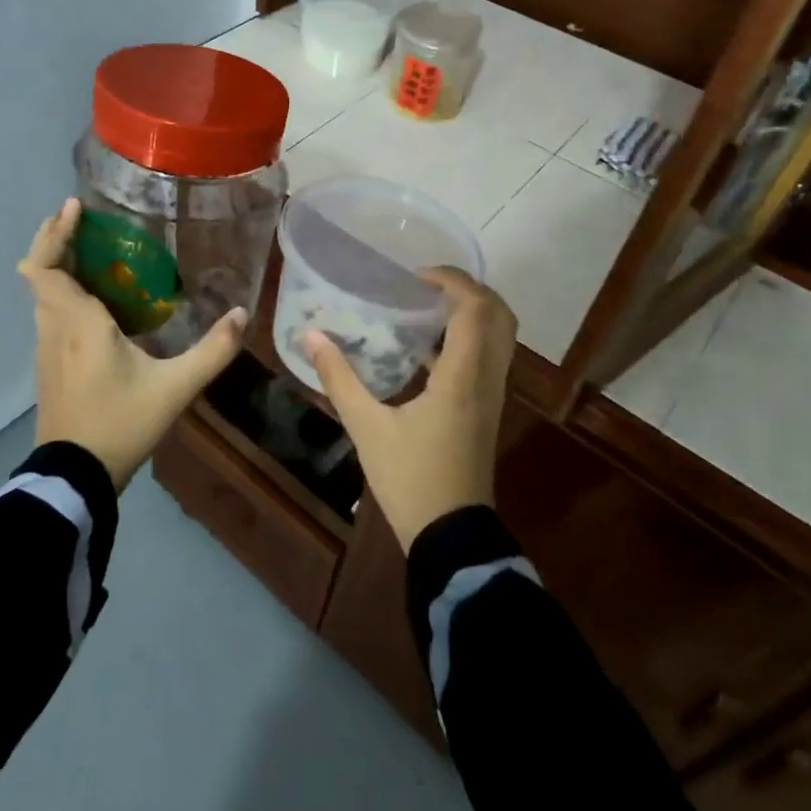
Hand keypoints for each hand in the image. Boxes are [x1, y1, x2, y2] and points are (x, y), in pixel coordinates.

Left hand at [18, 198, 246, 490]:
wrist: (75, 478)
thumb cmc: (121, 424)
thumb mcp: (175, 388)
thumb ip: (212, 351)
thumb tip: (242, 315)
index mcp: (79, 323)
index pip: (45, 268)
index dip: (53, 234)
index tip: (73, 208)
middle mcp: (54, 328)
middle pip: (39, 273)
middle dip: (56, 241)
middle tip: (86, 220)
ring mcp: (46, 349)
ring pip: (42, 295)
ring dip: (59, 267)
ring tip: (95, 253)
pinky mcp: (48, 367)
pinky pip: (50, 315)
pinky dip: (63, 294)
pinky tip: (95, 302)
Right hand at [302, 268, 515, 552]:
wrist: (451, 535)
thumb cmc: (410, 478)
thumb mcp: (367, 427)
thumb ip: (339, 378)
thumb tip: (310, 336)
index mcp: (463, 377)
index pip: (475, 309)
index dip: (452, 281)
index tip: (415, 276)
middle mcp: (487, 379)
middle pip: (500, 316)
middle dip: (469, 290)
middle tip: (427, 285)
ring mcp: (492, 395)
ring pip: (499, 336)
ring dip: (471, 312)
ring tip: (425, 306)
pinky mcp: (486, 409)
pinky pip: (488, 357)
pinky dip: (467, 337)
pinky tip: (425, 347)